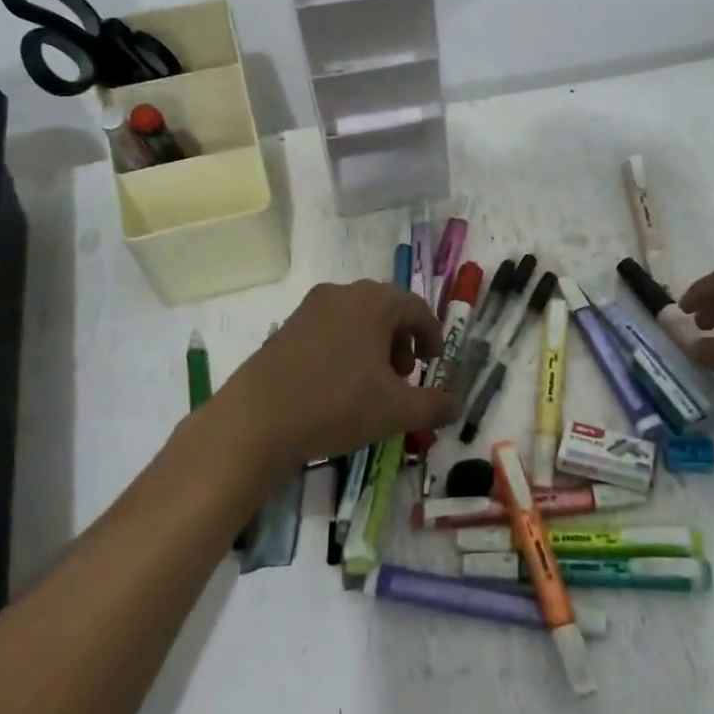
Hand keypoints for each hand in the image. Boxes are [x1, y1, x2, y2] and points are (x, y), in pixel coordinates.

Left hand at [206, 280, 458, 478]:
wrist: (257, 420)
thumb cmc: (337, 405)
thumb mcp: (396, 411)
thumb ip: (433, 406)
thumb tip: (456, 406)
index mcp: (373, 302)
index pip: (416, 308)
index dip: (432, 334)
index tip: (433, 362)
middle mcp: (342, 294)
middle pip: (385, 309)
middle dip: (401, 340)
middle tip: (403, 375)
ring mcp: (309, 308)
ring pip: (355, 318)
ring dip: (373, 344)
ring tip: (372, 383)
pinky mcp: (286, 328)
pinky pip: (329, 329)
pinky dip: (345, 348)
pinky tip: (339, 385)